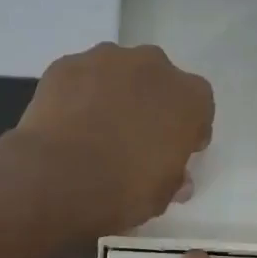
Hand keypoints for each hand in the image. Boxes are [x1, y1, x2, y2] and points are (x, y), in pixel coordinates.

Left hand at [7, 42, 213, 237]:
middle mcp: (152, 66)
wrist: (57, 179)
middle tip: (135, 138)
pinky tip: (69, 125)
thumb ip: (173, 180)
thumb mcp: (159, 198)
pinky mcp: (66, 65)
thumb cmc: (122, 191)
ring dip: (114, 95)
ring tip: (97, 130)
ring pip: (117, 75)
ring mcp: (105, 59)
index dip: (188, 130)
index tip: (177, 150)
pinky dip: (79, 96)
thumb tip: (178, 180)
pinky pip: (80, 79)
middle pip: (158, 82)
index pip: (199, 108)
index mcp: (188, 98)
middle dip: (151, 105)